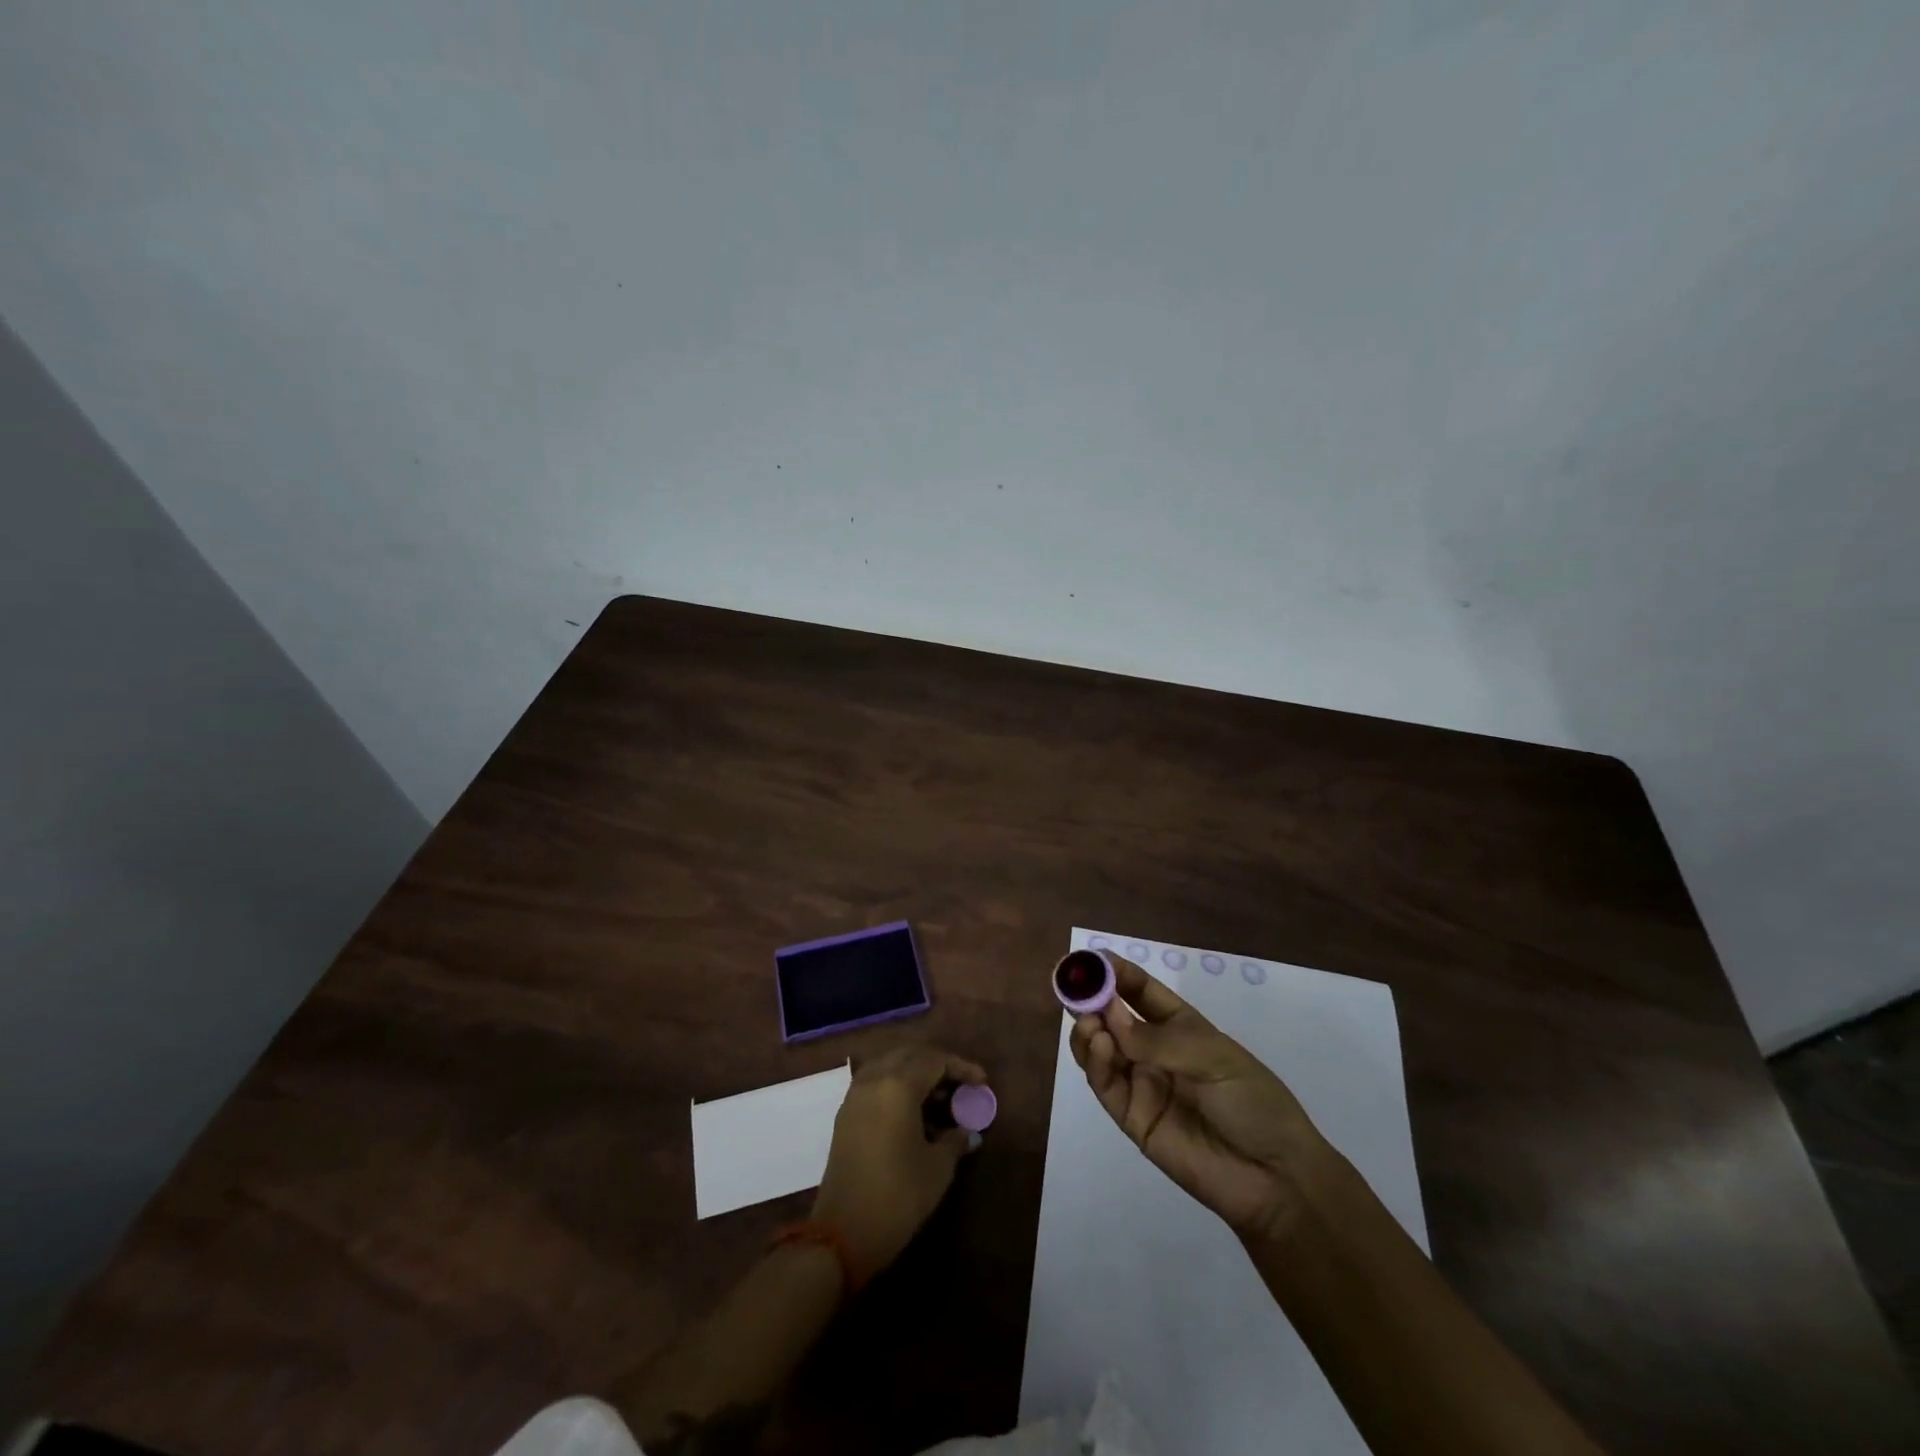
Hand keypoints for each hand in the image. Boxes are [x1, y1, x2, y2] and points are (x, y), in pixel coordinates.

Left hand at [811, 1044, 985, 1279]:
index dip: (961, 1067)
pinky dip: (896, 1086)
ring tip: (939, 1098)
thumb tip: (968, 1132)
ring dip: (915, 1073)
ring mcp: (855, 1096)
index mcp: (897, 1086)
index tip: (982, 1082)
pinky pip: (875, 1083)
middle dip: (937, 1064)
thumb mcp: (937, 1169)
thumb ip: (955, 1141)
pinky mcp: (845, 1115)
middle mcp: (873, 1080)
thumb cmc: (897, 1197)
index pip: (934, 1060)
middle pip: (909, 1055)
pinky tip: (913, 1112)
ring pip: (889, 1065)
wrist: (841, 1234)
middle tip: (960, 1085)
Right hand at [1070, 954, 1337, 1242]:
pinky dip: (1096, 1062)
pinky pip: (1106, 1085)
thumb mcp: (1214, 1058)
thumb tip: (1108, 1017)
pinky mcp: (1132, 1118)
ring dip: (1089, 1030)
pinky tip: (1099, 1046)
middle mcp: (1155, 1050)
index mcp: (1181, 1026)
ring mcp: (1142, 1084)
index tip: (1090, 959)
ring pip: (1101, 1049)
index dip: (1115, 973)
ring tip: (1089, 1022)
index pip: (1140, 991)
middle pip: (1113, 1018)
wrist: (1275, 1178)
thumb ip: (1158, 1040)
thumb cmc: (1253, 1102)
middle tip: (1074, 989)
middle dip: (1092, 999)